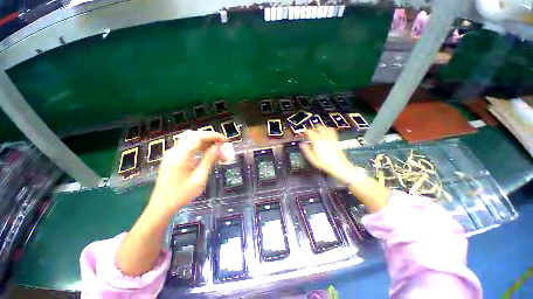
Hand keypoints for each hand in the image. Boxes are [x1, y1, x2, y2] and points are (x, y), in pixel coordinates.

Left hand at [148, 130, 226, 214]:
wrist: (162, 205)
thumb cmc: (181, 195)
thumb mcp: (199, 179)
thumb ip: (208, 160)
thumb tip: (218, 147)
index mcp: (180, 156)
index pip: (198, 137)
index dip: (213, 136)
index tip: (225, 140)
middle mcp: (175, 151)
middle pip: (194, 135)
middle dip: (210, 137)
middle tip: (222, 144)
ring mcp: (172, 153)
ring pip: (191, 139)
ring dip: (205, 142)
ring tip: (217, 149)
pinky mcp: (173, 157)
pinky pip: (188, 146)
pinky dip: (199, 147)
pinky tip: (207, 153)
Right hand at [300, 126, 359, 183]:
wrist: (339, 166)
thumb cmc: (326, 164)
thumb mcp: (313, 159)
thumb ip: (307, 151)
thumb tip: (302, 145)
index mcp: (318, 143)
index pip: (311, 133)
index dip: (307, 132)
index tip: (305, 133)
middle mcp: (325, 139)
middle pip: (319, 129)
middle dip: (314, 128)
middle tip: (311, 130)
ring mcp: (331, 139)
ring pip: (326, 129)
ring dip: (321, 127)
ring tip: (319, 127)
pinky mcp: (336, 141)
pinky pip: (333, 132)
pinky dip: (330, 129)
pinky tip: (329, 129)